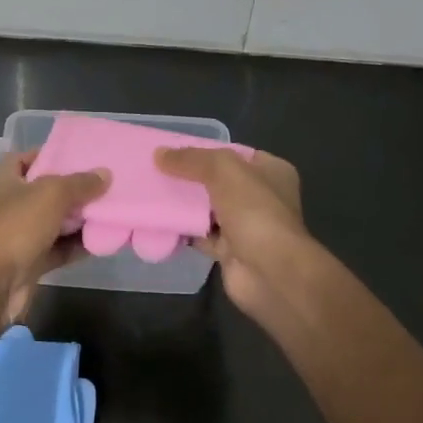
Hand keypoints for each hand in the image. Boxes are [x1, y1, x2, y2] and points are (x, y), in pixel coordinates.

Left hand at [0, 150, 108, 323]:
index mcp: (3, 179)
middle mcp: (8, 204)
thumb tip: (104, 174)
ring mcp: (18, 235)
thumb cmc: (16, 227)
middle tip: (107, 184)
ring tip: (112, 210)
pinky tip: (102, 240)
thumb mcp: (51, 194)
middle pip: (45, 191)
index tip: (82, 156)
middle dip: (74, 189)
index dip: (52, 154)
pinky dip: (76, 246)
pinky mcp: (29, 261)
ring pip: (54, 222)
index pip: (26, 158)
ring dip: (79, 220)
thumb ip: (79, 183)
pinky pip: (57, 249)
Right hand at [156, 147, 309, 323]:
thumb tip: (159, 154)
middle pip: (218, 182)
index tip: (174, 151)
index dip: (206, 151)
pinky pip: (201, 236)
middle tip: (156, 171)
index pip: (235, 154)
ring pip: (208, 210)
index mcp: (271, 172)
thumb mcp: (224, 171)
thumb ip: (192, 159)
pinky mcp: (229, 251)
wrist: (269, 271)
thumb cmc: (255, 212)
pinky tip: (158, 222)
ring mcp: (246, 226)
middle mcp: (261, 198)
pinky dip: (183, 231)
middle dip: (190, 179)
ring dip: (183, 205)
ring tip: (151, 193)